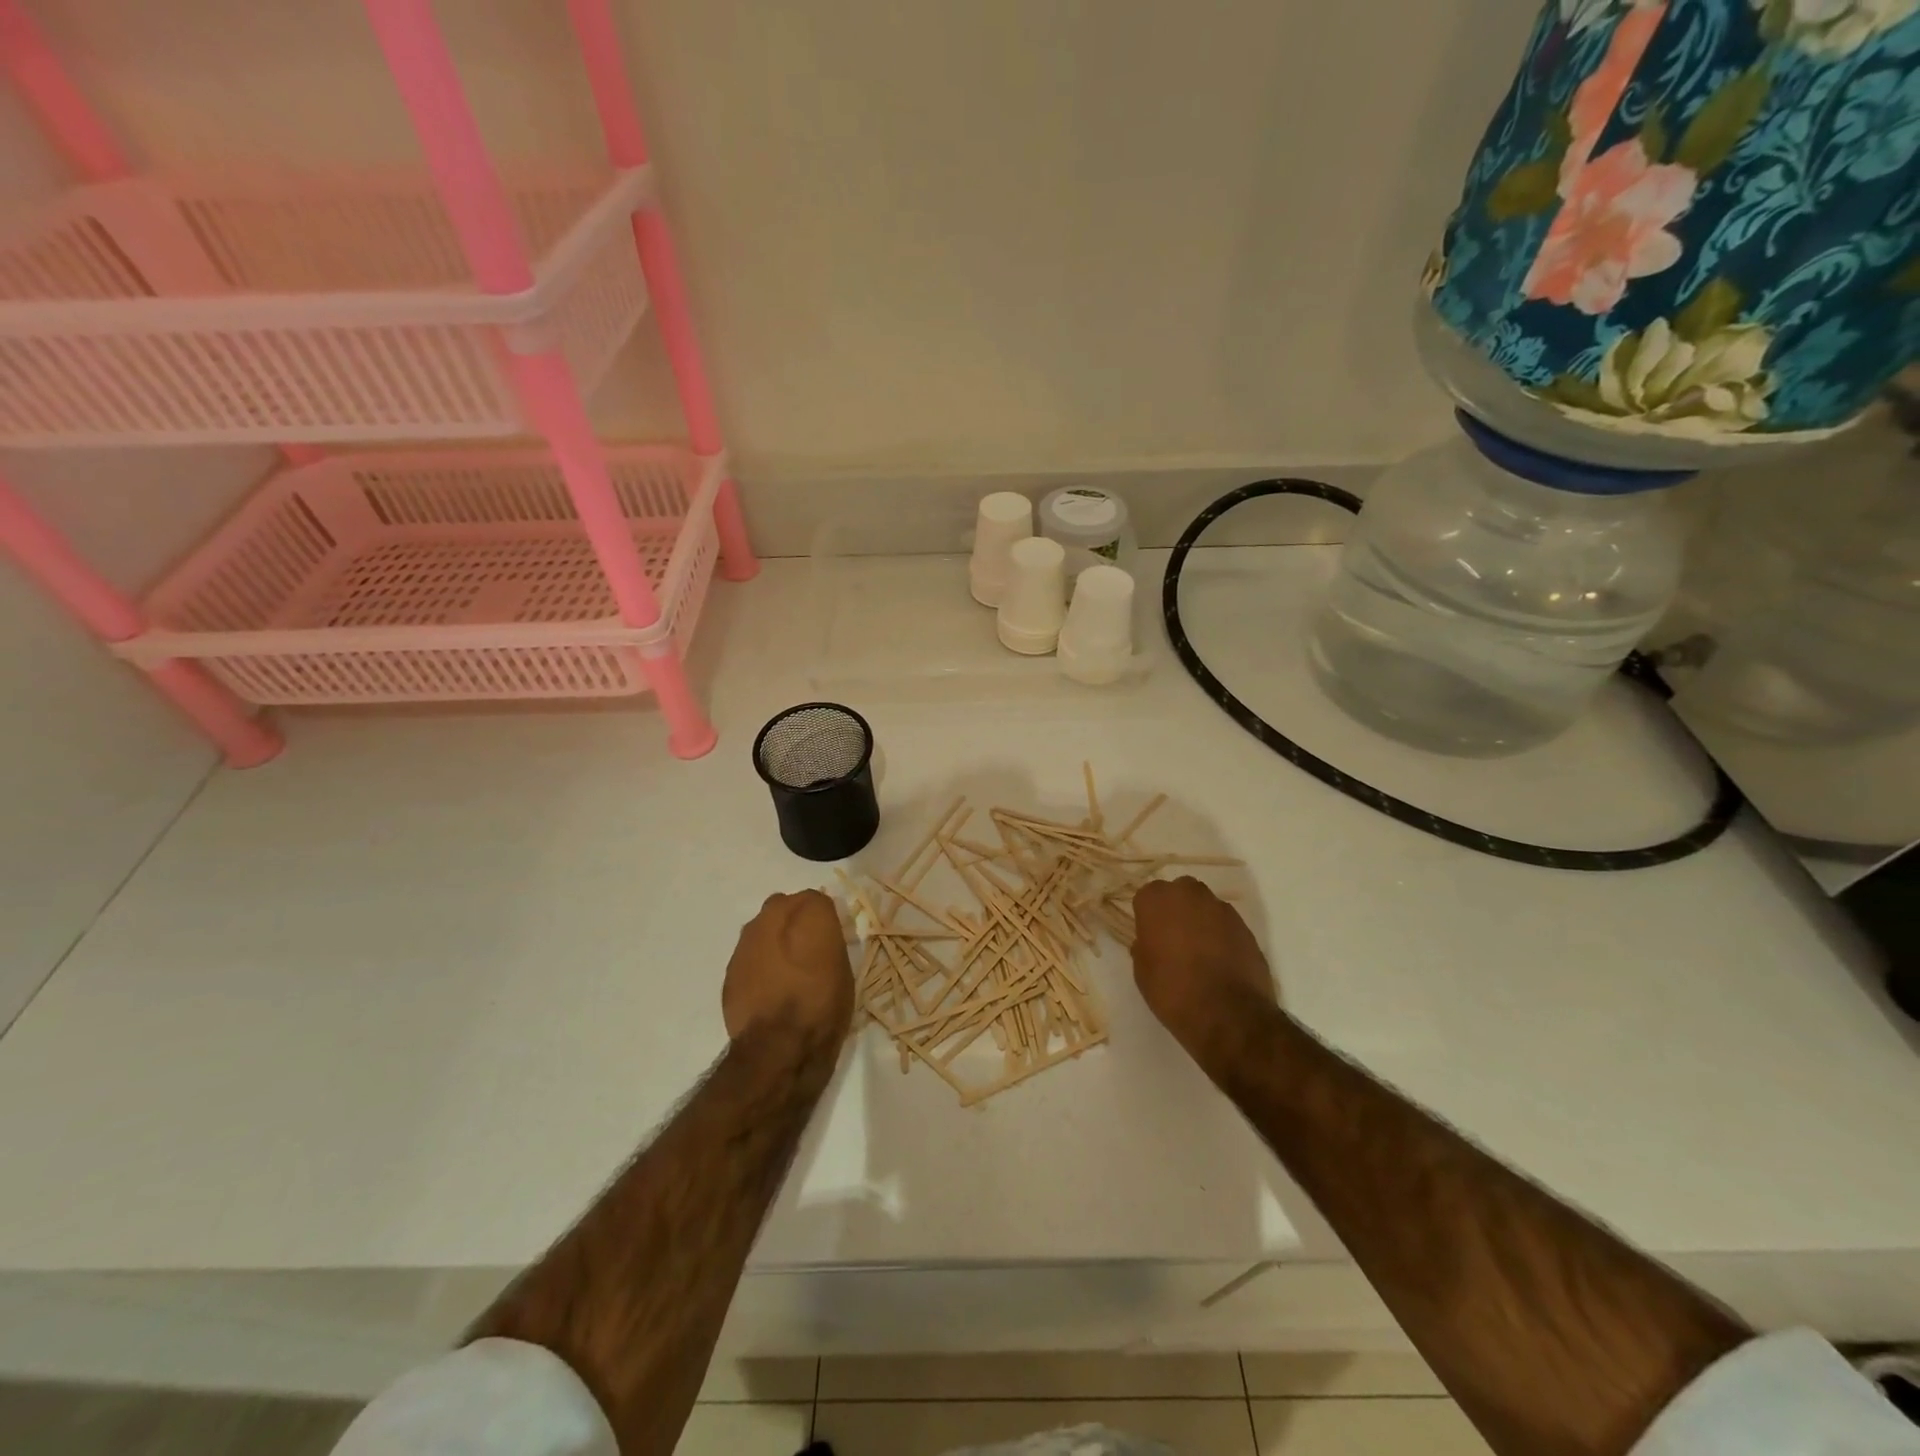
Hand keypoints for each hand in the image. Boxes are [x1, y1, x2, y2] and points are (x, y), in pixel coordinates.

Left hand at [722, 891, 854, 1057]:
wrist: (780, 1046)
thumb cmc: (824, 1005)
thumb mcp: (843, 969)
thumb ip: (828, 942)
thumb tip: (819, 938)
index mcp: (809, 912)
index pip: (817, 899)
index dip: (823, 918)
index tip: (828, 937)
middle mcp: (773, 916)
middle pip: (784, 906)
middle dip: (793, 921)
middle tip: (806, 949)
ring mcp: (746, 941)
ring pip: (761, 929)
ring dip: (772, 941)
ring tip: (785, 972)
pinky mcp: (730, 968)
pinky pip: (748, 957)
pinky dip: (757, 965)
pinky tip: (767, 989)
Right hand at [1130, 877, 1277, 1058]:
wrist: (1227, 1014)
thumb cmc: (1172, 990)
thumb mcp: (1142, 971)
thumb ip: (1145, 946)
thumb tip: (1152, 942)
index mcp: (1158, 899)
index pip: (1147, 896)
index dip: (1148, 916)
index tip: (1149, 936)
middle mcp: (1190, 894)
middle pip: (1180, 893)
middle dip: (1176, 910)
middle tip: (1173, 940)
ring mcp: (1222, 909)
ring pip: (1205, 907)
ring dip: (1200, 922)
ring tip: (1200, 954)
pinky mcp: (1245, 927)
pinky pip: (1226, 925)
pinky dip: (1222, 937)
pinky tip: (1220, 963)